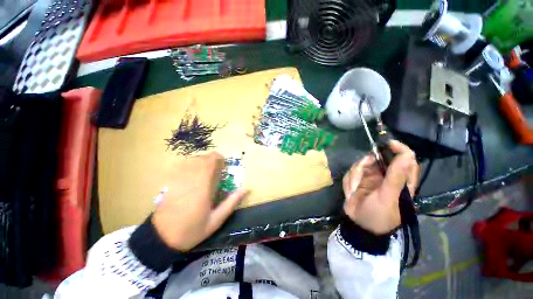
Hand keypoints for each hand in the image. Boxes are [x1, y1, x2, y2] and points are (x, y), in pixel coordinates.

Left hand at [151, 152, 247, 251]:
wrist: (162, 238)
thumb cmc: (192, 230)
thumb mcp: (216, 220)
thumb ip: (231, 203)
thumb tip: (245, 189)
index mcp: (202, 187)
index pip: (210, 163)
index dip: (218, 158)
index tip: (224, 163)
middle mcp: (189, 180)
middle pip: (200, 159)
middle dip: (211, 159)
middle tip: (216, 167)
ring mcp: (177, 180)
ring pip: (190, 160)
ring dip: (201, 161)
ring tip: (206, 169)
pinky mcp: (168, 182)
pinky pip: (180, 166)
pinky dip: (189, 165)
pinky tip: (192, 172)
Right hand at [342, 141, 418, 234]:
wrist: (358, 224)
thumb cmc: (379, 215)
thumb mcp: (388, 197)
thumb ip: (396, 177)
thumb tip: (408, 155)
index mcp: (402, 181)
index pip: (407, 159)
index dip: (400, 149)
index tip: (388, 144)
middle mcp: (387, 175)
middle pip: (378, 158)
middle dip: (367, 163)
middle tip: (363, 168)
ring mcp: (371, 176)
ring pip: (362, 163)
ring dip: (356, 174)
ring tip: (355, 188)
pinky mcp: (359, 178)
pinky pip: (352, 171)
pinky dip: (350, 180)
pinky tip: (351, 191)